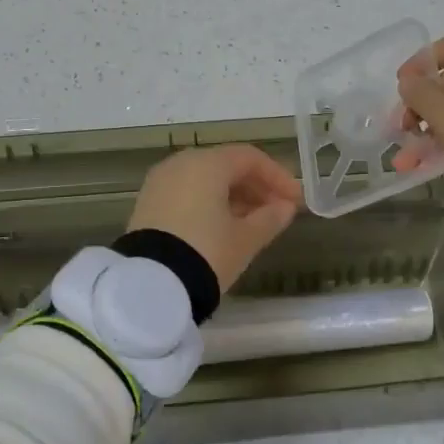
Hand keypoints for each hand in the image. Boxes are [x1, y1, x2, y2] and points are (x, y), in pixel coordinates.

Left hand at [127, 145, 301, 290]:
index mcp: (207, 163)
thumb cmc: (206, 252)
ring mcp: (160, 182)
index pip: (250, 158)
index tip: (296, 201)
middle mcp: (181, 163)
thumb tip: (285, 208)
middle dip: (256, 187)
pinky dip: (209, 203)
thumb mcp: (245, 239)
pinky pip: (187, 193)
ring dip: (234, 196)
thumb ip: (270, 219)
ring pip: (205, 180)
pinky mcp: (147, 203)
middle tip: (277, 211)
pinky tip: (223, 227)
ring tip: (254, 223)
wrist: (150, 285)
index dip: (278, 177)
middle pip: (226, 166)